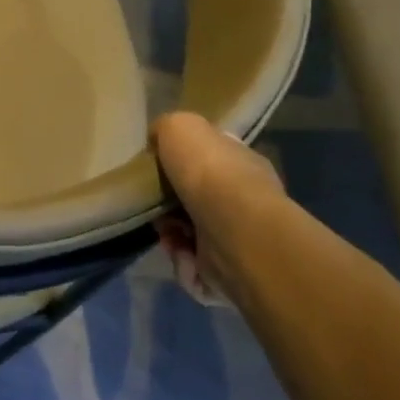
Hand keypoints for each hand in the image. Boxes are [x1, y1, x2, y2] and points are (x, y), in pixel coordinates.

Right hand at [151, 112, 286, 306]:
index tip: (157, 172)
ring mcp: (240, 237)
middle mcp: (244, 199)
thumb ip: (166, 129)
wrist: (232, 228)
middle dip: (168, 207)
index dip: (180, 166)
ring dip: (172, 237)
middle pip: (194, 201)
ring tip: (168, 235)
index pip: (210, 161)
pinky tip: (182, 253)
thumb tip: (159, 140)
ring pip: (191, 236)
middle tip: (154, 208)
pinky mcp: (232, 272)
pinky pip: (194, 268)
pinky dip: (183, 262)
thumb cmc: (208, 172)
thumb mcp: (180, 127)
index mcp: (240, 163)